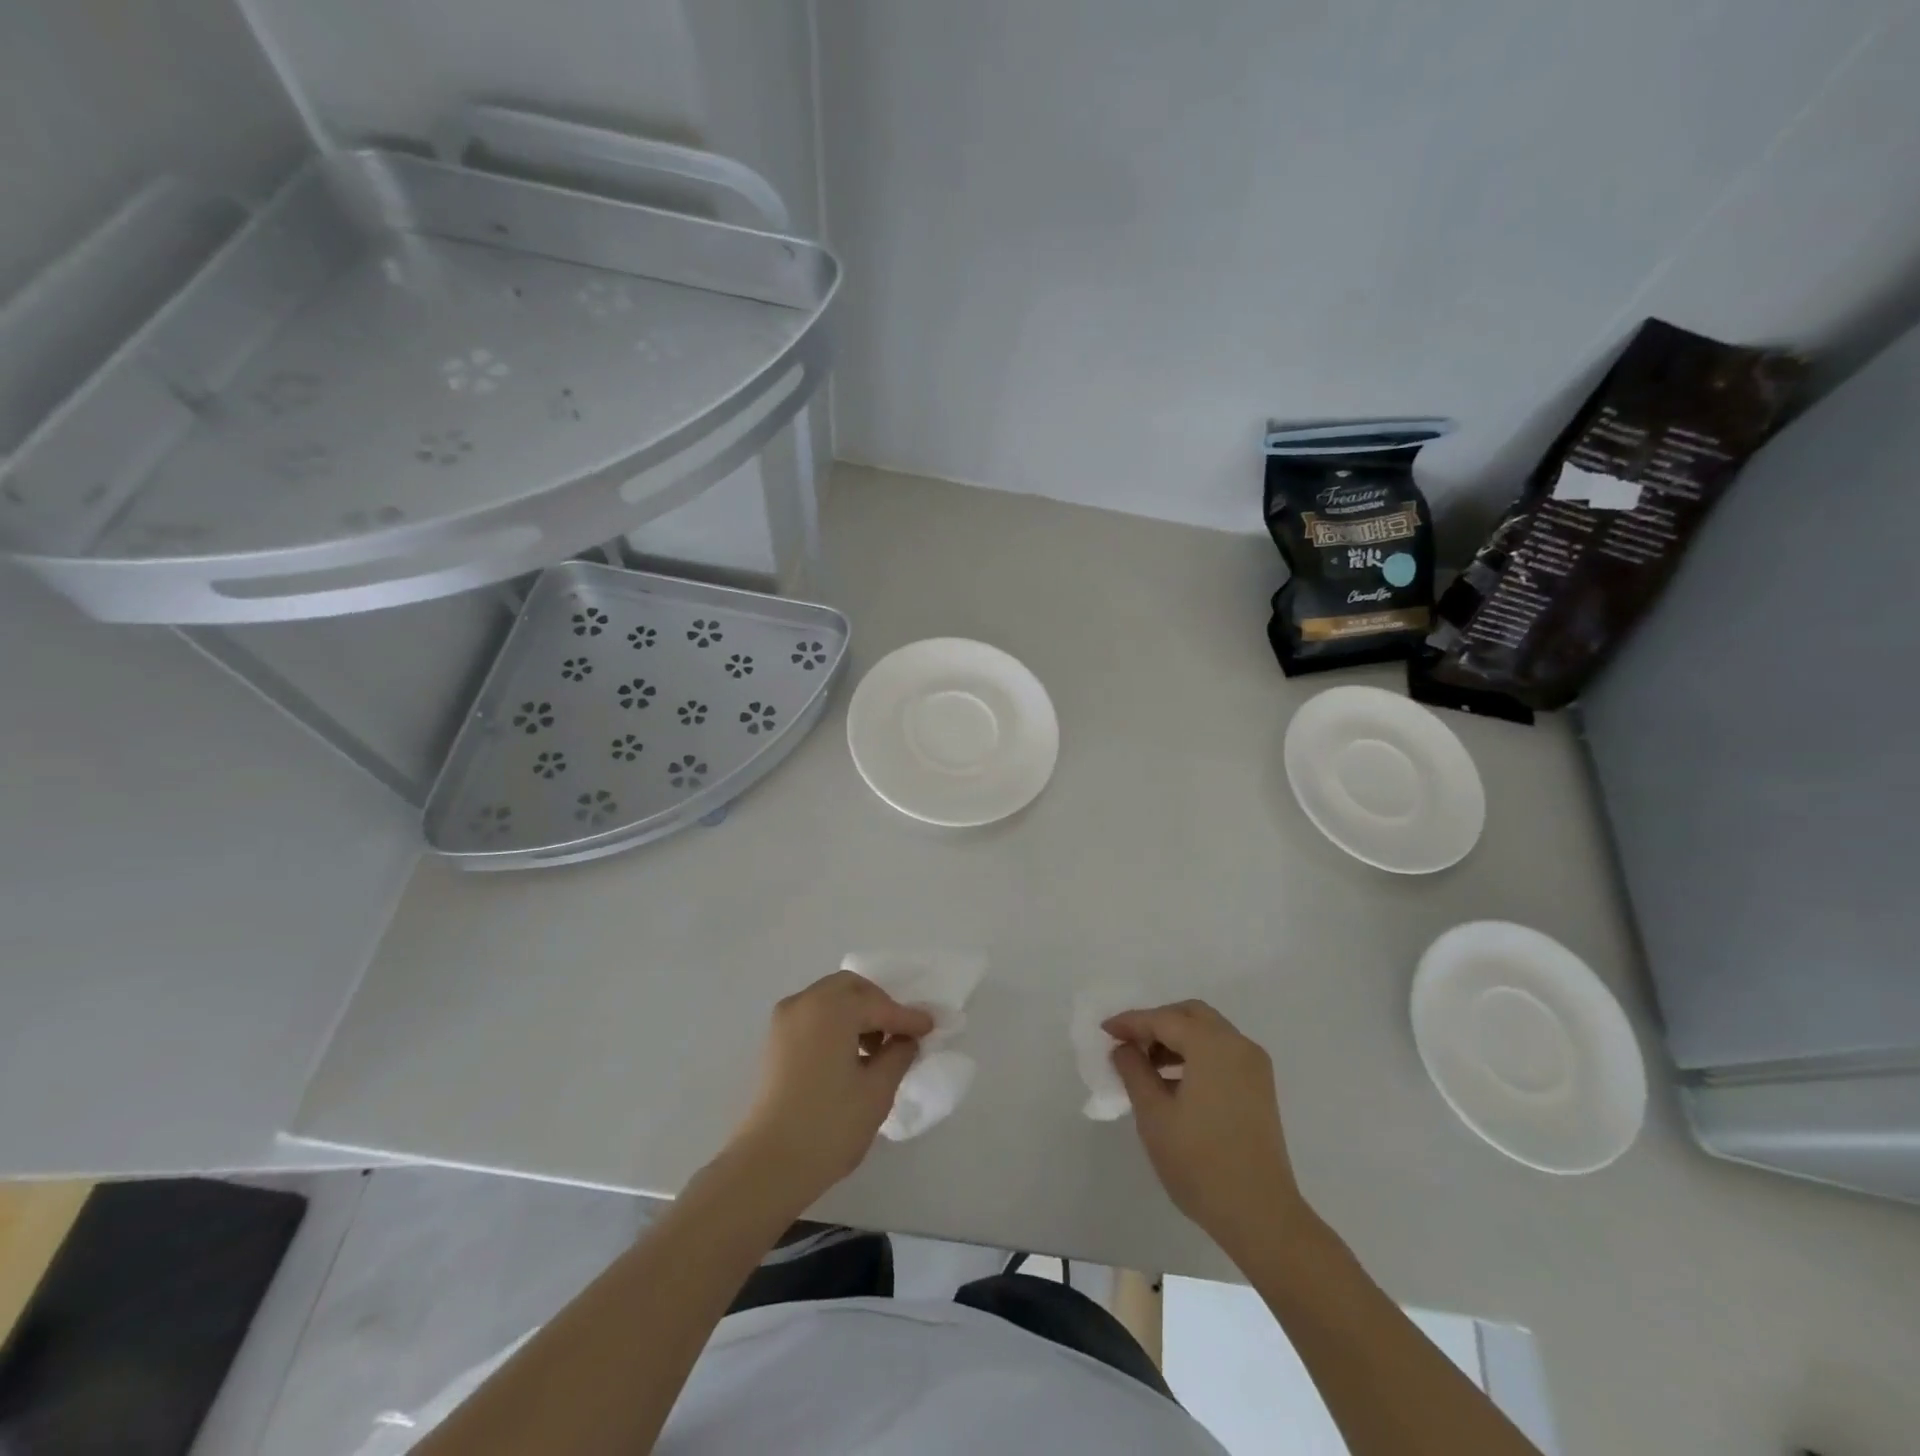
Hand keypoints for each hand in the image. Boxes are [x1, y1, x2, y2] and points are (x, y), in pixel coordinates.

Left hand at [726, 970, 933, 1209]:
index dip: (907, 1018)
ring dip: (856, 1014)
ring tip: (877, 1049)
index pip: (880, 1005)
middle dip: (878, 1005)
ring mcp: (785, 1021)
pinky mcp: (775, 1043)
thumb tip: (905, 1040)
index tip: (930, 1028)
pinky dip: (835, 1025)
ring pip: (829, 1000)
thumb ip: (898, 1055)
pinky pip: (813, 1017)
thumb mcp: (877, 1090)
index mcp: (832, 1007)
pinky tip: (851, 1056)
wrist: (768, 1166)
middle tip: (899, 1032)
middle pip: (850, 989)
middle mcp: (805, 1002)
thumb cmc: (829, 1125)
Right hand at [1104, 1000, 1309, 1255]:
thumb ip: (1134, 1071)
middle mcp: (1238, 1045)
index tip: (1104, 1031)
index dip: (1130, 1022)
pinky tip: (1174, 1082)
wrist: (1261, 1216)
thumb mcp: (1154, 1115)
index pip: (1163, 1019)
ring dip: (1176, 1039)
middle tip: (1129, 1043)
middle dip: (1157, 1023)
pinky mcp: (1260, 1088)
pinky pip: (1222, 1053)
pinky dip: (1195, 1055)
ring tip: (1146, 1065)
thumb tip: (1124, 1048)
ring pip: (1208, 1032)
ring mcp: (1254, 1067)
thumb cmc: (1200, 1163)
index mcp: (1213, 1045)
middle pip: (1191, 1015)